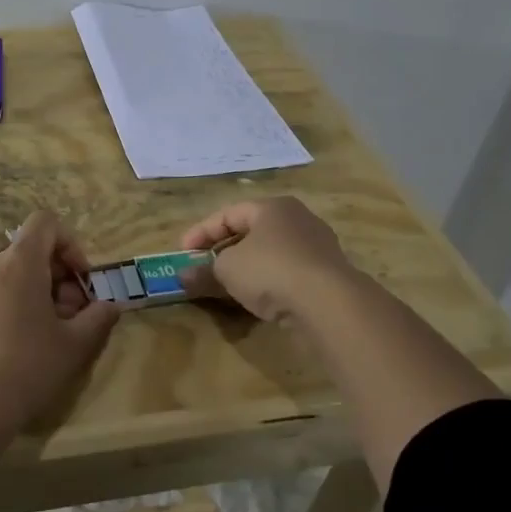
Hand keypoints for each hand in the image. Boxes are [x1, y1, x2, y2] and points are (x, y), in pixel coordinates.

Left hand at [0, 209, 120, 433]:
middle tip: (73, 316)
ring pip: (14, 274)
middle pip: (31, 251)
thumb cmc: (28, 365)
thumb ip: (98, 317)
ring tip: (52, 334)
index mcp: (18, 260)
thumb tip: (111, 306)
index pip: (46, 223)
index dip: (70, 244)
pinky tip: (25, 344)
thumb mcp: (75, 343)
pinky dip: (16, 304)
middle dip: (58, 277)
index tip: (80, 280)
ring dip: (39, 293)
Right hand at [178, 197, 362, 321]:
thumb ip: (203, 272)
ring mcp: (317, 247)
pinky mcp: (327, 276)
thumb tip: (181, 278)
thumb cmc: (271, 270)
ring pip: (270, 254)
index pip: (228, 214)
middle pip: (251, 233)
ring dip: (245, 269)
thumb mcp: (227, 270)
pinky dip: (268, 283)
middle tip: (203, 268)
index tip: (183, 253)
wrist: (329, 304)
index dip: (201, 232)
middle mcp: (297, 220)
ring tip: (226, 286)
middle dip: (223, 251)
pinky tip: (257, 300)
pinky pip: (287, 274)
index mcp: (272, 207)